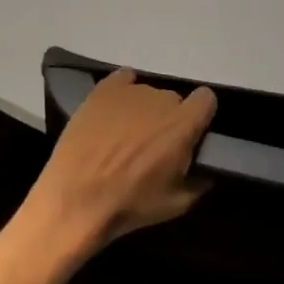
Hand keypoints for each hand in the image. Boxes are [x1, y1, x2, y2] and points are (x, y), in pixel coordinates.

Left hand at [25, 69, 215, 248]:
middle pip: (174, 99)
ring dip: (144, 109)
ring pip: (147, 92)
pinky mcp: (102, 90)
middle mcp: (159, 99)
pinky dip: (123, 90)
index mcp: (182, 124)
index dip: (200, 114)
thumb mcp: (176, 204)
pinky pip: (123, 79)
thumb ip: (199, 182)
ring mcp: (129, 91)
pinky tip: (115, 108)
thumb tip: (205, 172)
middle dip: (169, 118)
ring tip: (126, 132)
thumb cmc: (130, 202)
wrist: (78, 195)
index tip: (192, 131)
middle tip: (155, 142)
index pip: (206, 99)